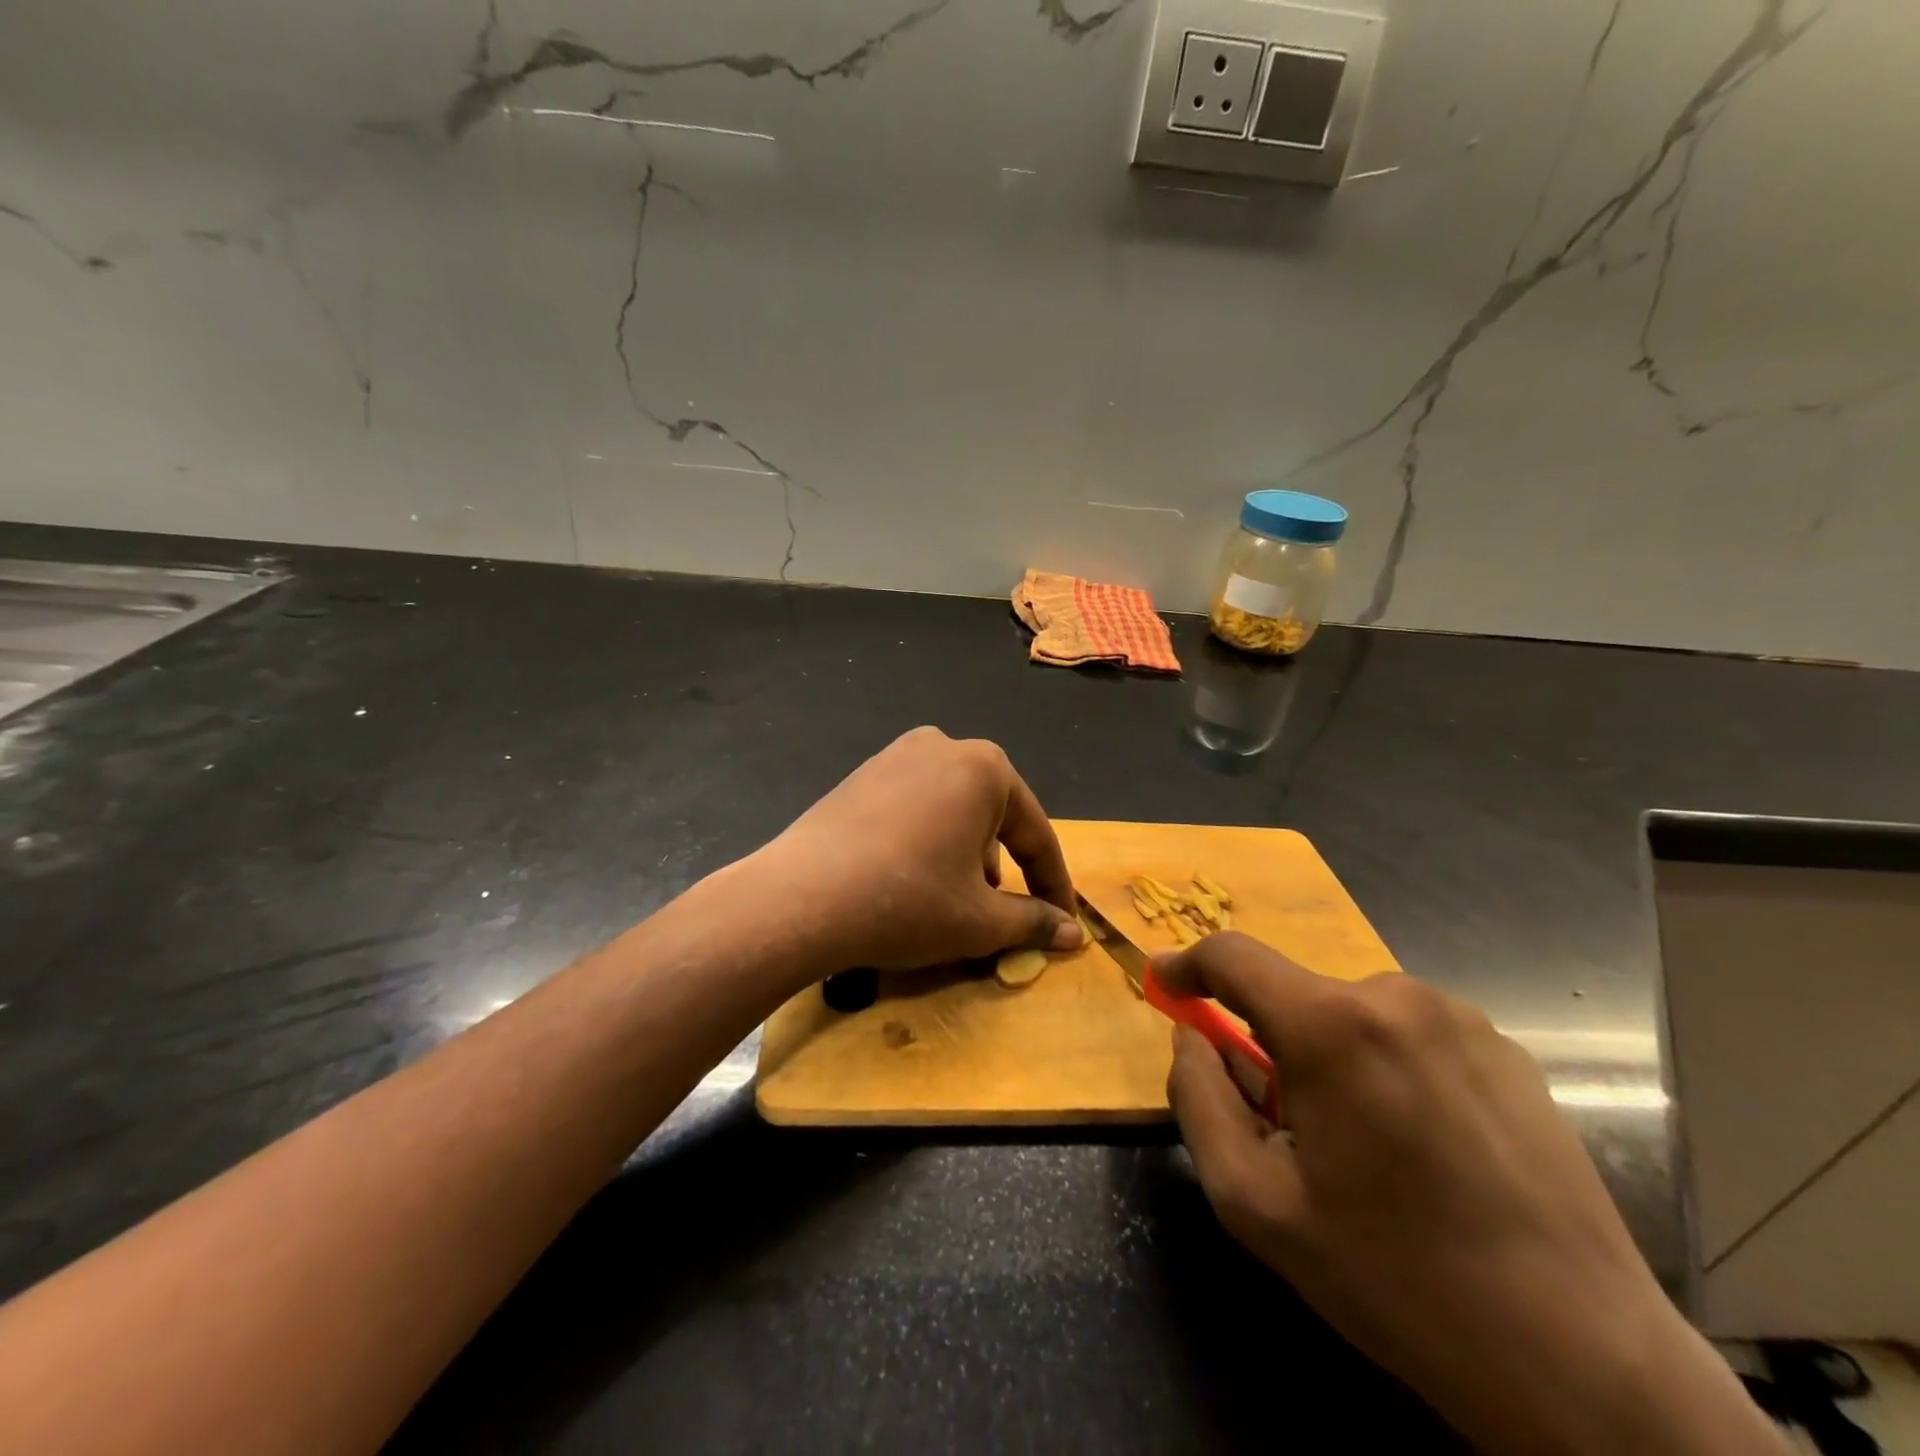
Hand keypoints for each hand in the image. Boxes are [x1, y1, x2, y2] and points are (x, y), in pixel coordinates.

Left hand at [748, 727, 1082, 977]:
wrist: (800, 897)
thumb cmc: (907, 901)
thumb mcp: (979, 920)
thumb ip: (1032, 921)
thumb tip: (1072, 933)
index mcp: (985, 768)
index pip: (1036, 834)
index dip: (1054, 885)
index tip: (1064, 922)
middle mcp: (943, 747)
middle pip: (992, 816)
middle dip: (1002, 867)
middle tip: (999, 913)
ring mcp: (895, 756)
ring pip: (952, 811)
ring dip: (964, 855)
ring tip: (952, 900)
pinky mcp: (861, 776)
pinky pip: (914, 808)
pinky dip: (927, 841)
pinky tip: (910, 879)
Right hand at [1160, 934, 1787, 1455]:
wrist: (1582, 1360)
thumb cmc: (1394, 1277)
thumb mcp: (1255, 1202)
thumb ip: (1199, 1100)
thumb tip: (1192, 1037)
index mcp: (1331, 1026)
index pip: (1234, 957)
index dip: (1188, 964)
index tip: (1166, 984)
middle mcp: (1396, 996)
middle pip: (1296, 996)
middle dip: (1272, 1042)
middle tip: (1285, 1123)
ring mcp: (1461, 1017)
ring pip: (1353, 1014)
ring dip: (1332, 1056)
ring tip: (1365, 1146)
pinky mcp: (1508, 1048)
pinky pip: (1410, 1033)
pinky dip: (1387, 1065)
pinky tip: (1423, 1145)